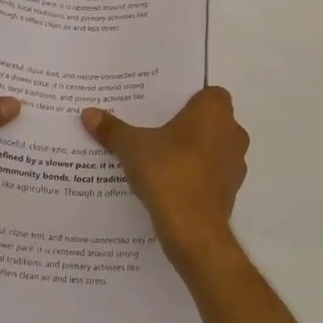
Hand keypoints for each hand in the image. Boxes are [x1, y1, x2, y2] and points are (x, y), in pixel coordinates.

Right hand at [81, 87, 247, 264]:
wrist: (193, 229)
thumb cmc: (168, 172)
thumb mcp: (131, 147)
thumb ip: (112, 129)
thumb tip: (87, 113)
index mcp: (214, 111)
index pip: (208, 93)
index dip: (188, 98)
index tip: (164, 107)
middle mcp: (232, 132)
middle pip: (210, 120)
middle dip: (187, 125)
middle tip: (155, 129)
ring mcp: (235, 164)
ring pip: (212, 148)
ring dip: (193, 151)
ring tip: (159, 158)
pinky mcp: (231, 191)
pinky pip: (211, 174)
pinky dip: (195, 176)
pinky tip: (168, 183)